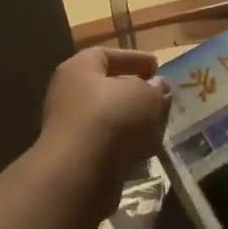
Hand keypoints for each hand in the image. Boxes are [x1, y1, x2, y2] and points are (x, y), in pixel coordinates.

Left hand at [41, 47, 171, 189]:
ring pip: (107, 119)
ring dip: (131, 121)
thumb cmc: (112, 118)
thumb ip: (156, 89)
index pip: (106, 54)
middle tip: (159, 97)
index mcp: (79, 69)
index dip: (134, 58)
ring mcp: (69, 128)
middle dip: (133, 92)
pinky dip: (125, 146)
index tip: (157, 66)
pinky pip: (106, 145)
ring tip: (159, 125)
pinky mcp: (76, 158)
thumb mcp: (146, 96)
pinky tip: (146, 151)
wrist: (79, 173)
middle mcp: (68, 94)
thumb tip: (159, 87)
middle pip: (105, 88)